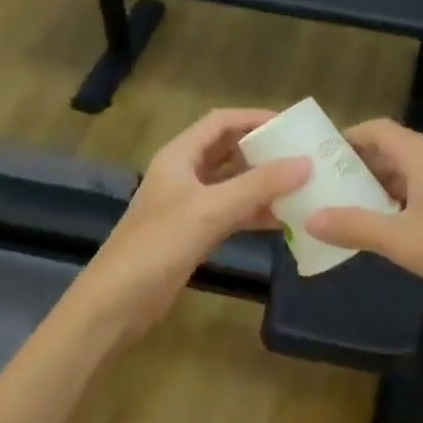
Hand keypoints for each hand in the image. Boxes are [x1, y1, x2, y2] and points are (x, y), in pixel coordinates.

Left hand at [79, 109, 309, 334]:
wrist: (116, 305)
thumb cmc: (158, 246)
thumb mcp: (211, 210)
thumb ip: (259, 185)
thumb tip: (307, 163)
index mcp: (180, 156)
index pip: (222, 122)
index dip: (256, 118)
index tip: (292, 125)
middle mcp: (185, 173)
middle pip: (230, 149)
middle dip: (265, 150)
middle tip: (304, 153)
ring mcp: (190, 204)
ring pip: (234, 182)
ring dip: (264, 183)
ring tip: (303, 184)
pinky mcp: (196, 232)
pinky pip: (233, 211)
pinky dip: (257, 212)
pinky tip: (285, 219)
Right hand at [305, 119, 422, 299]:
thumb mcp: (402, 240)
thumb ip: (355, 227)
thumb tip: (311, 218)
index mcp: (422, 154)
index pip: (376, 129)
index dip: (346, 139)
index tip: (319, 160)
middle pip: (391, 149)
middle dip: (359, 167)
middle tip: (329, 190)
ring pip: (410, 170)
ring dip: (382, 185)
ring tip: (353, 210)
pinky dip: (404, 197)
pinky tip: (395, 226)